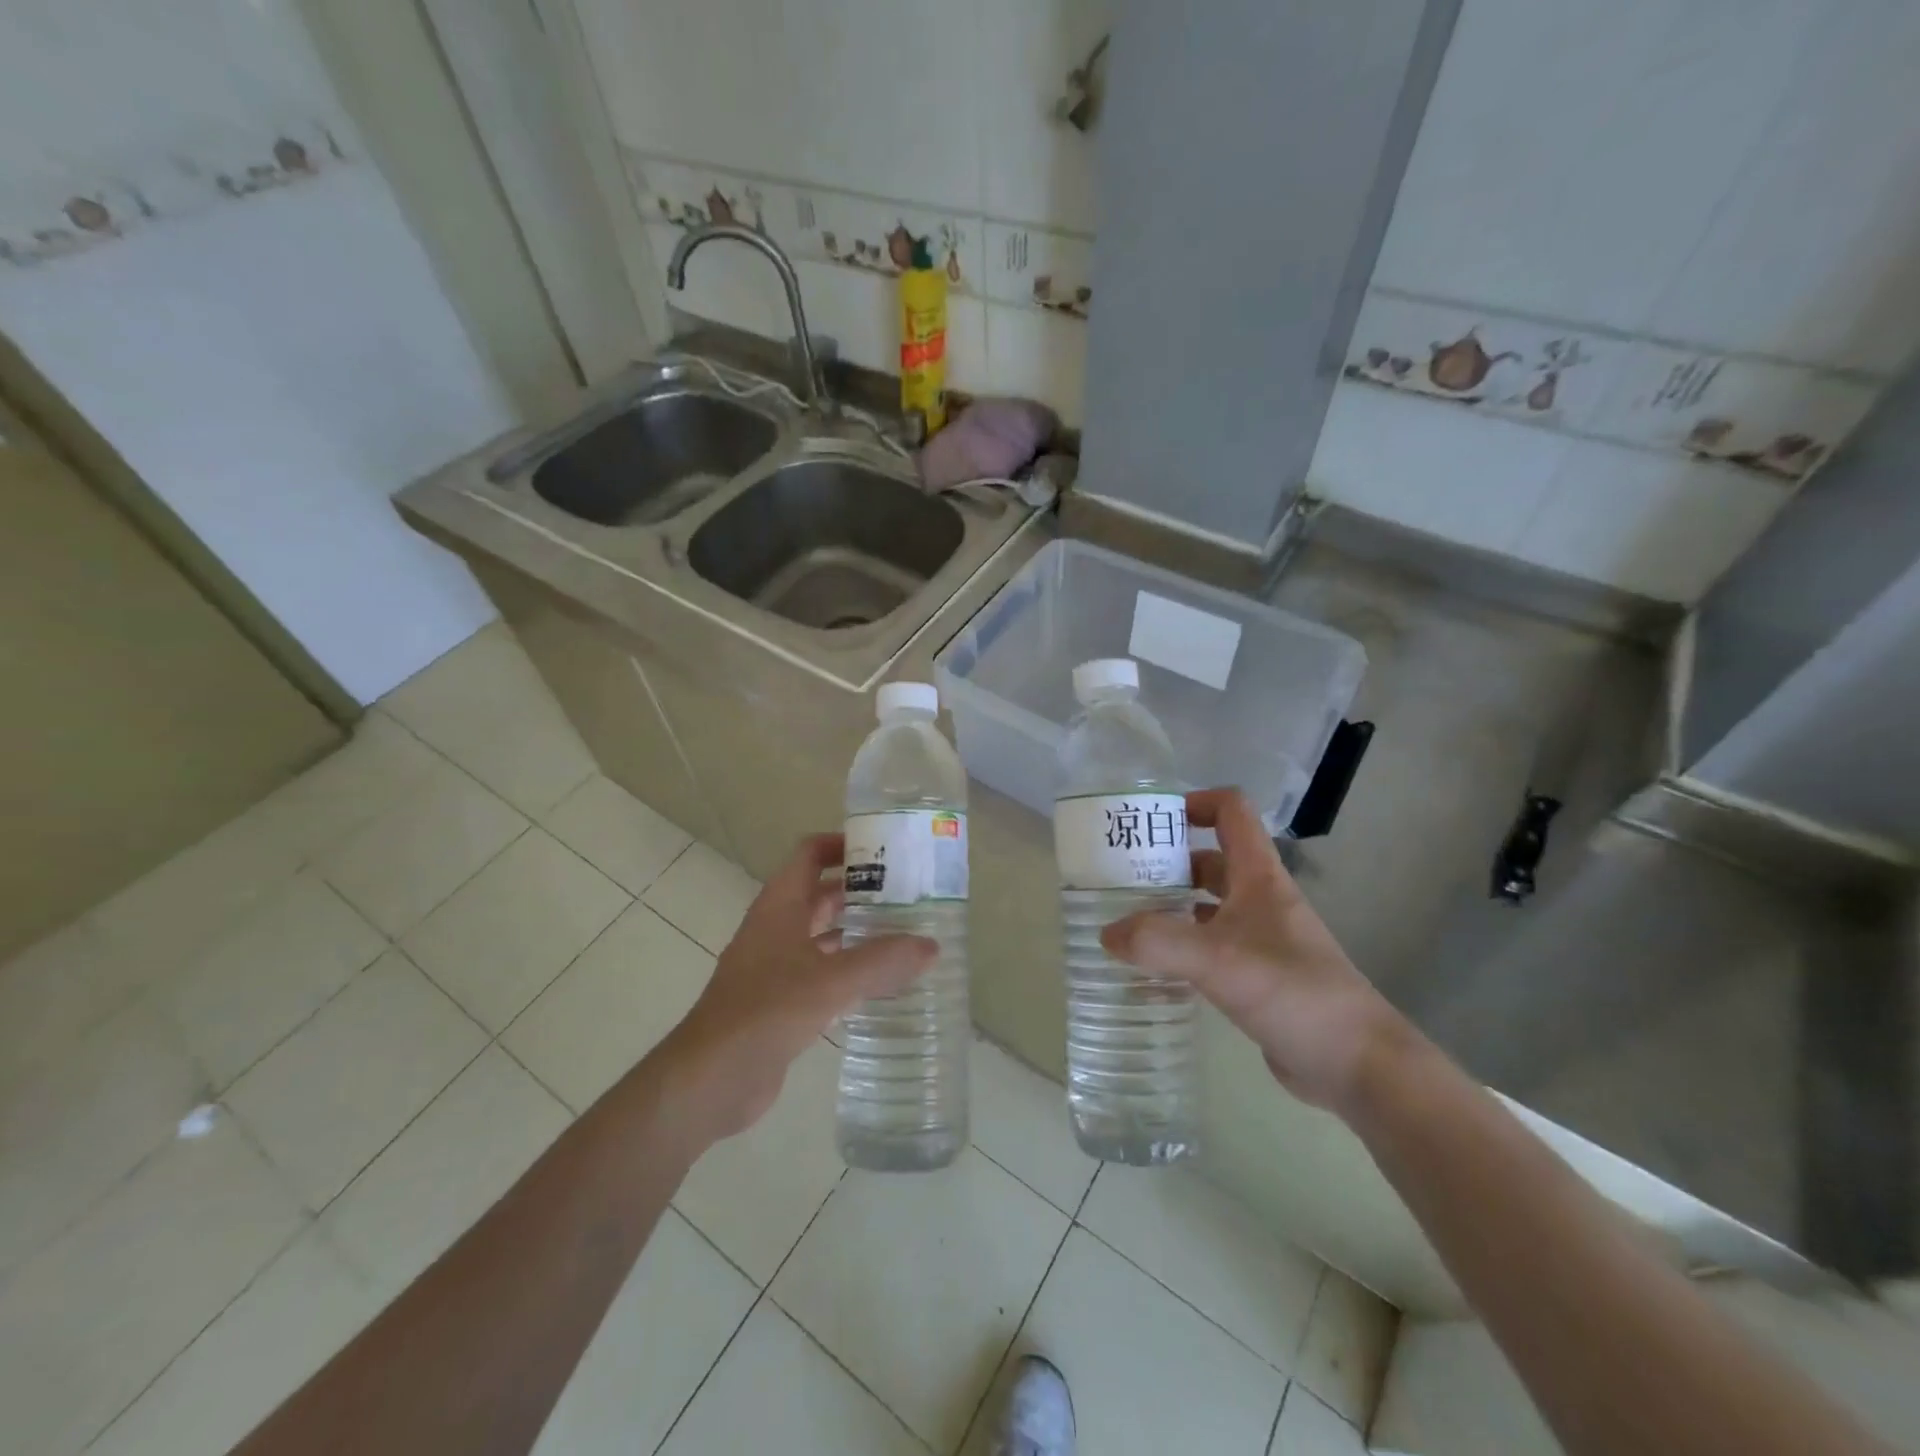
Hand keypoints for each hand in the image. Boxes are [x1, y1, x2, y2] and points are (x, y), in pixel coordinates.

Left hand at [656, 833, 936, 1143]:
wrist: (711, 1078)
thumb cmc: (766, 1011)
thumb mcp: (829, 981)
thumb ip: (881, 961)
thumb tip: (931, 946)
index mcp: (780, 906)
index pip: (810, 854)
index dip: (843, 844)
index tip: (885, 849)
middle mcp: (777, 927)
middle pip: (821, 893)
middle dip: (861, 889)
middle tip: (909, 893)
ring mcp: (776, 965)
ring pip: (823, 934)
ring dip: (858, 930)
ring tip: (905, 932)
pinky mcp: (781, 1000)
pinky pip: (822, 971)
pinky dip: (850, 968)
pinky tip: (882, 981)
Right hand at [1101, 788, 1410, 1112]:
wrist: (1357, 1064)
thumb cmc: (1293, 992)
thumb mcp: (1219, 960)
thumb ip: (1158, 943)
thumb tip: (1108, 934)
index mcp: (1260, 878)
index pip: (1231, 813)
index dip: (1194, 804)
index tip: (1150, 822)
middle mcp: (1260, 901)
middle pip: (1211, 860)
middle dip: (1168, 861)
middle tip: (1120, 875)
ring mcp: (1260, 940)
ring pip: (1208, 907)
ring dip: (1171, 906)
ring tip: (1126, 919)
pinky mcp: (1256, 978)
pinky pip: (1209, 949)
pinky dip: (1180, 950)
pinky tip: (1151, 970)